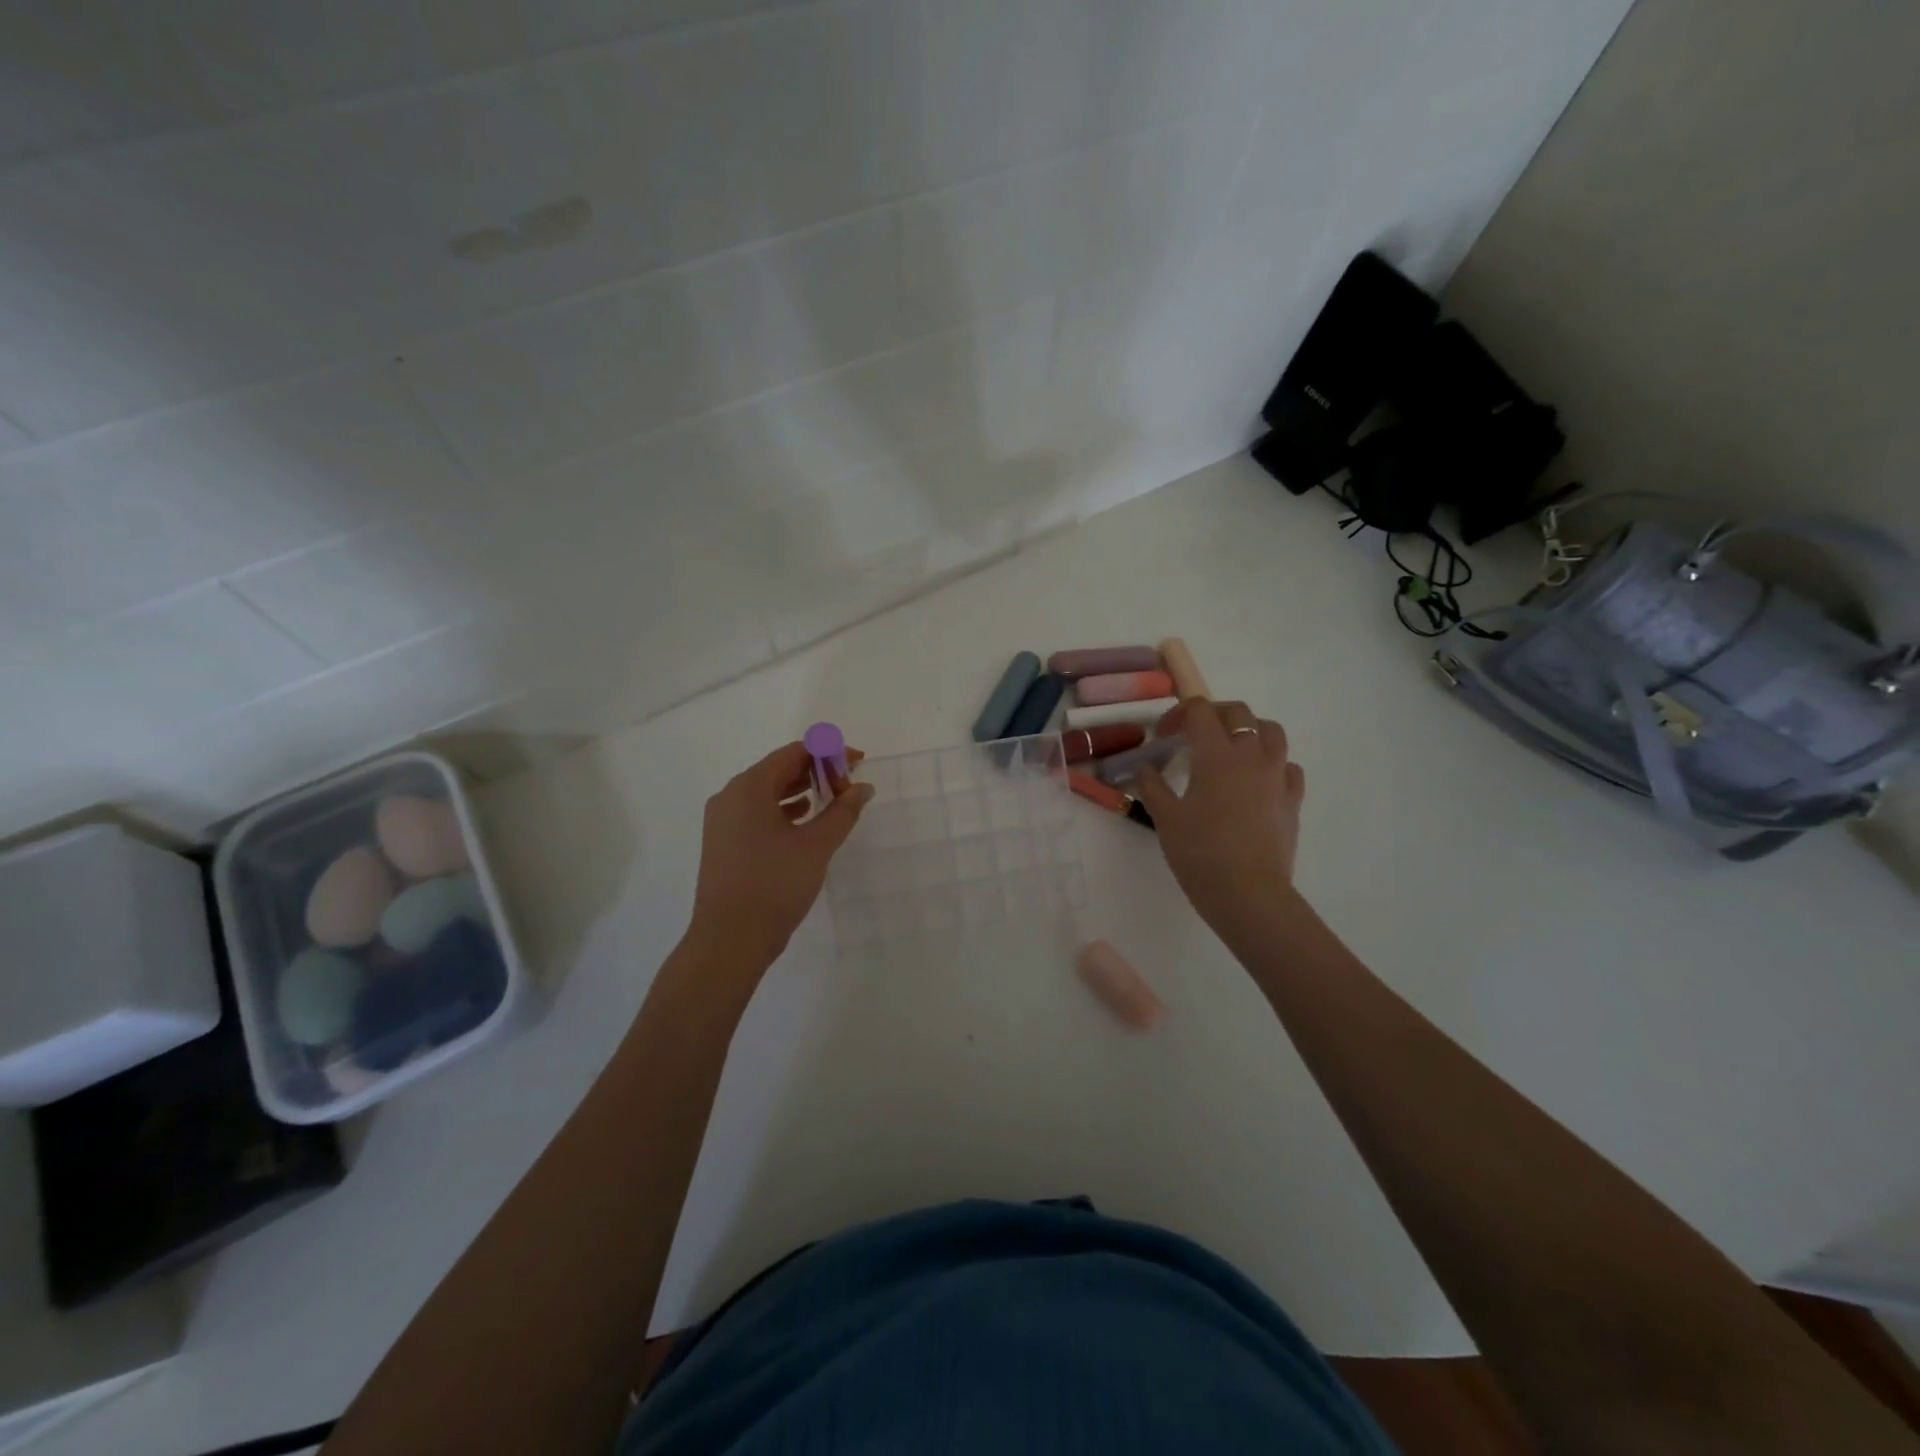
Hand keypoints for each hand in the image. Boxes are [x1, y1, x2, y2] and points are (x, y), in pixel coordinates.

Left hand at [688, 742, 873, 966]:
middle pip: (778, 769)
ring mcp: (723, 821)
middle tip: (849, 784)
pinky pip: (757, 812)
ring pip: (767, 792)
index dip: (829, 753)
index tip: (858, 763)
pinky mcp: (724, 843)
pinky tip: (805, 821)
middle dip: (816, 771)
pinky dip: (784, 810)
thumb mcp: (817, 846)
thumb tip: (863, 788)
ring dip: (801, 791)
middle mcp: (730, 796)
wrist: (730, 940)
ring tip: (833, 801)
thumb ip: (842, 811)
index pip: (793, 753)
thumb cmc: (774, 885)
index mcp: (749, 787)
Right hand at [1134, 699, 1305, 945]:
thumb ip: (1151, 786)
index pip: (1200, 710)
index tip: (1164, 735)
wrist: (1248, 893)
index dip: (1178, 714)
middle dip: (1213, 715)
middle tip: (1193, 736)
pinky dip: (1271, 763)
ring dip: (1248, 731)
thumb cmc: (1200, 853)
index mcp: (1216, 755)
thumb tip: (1145, 767)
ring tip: (1230, 751)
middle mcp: (1251, 755)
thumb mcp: (1165, 819)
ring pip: (1271, 731)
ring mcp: (1277, 776)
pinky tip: (1256, 782)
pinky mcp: (1292, 799)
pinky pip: (1287, 766)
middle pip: (1238, 712)